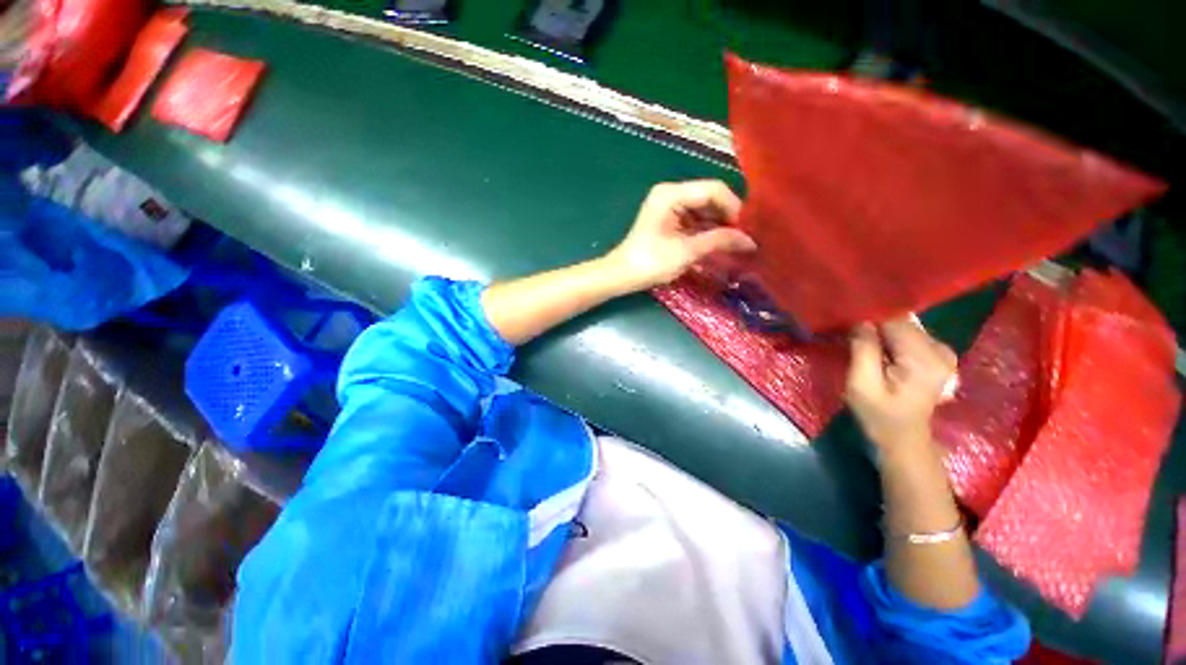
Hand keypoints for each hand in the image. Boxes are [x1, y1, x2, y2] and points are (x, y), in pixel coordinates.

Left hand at [605, 180, 755, 289]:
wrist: (622, 275)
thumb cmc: (651, 263)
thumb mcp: (686, 251)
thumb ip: (718, 241)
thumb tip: (750, 240)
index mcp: (671, 194)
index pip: (713, 190)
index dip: (733, 207)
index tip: (746, 229)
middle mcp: (670, 194)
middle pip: (709, 197)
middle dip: (727, 216)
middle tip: (743, 237)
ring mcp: (669, 206)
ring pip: (703, 209)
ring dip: (718, 224)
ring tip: (734, 242)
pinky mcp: (668, 219)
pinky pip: (694, 218)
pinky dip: (706, 230)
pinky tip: (718, 242)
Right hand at [847, 318, 957, 451]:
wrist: (903, 439)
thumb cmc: (878, 414)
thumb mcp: (861, 384)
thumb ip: (863, 349)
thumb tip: (861, 321)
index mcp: (924, 359)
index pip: (894, 321)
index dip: (869, 320)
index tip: (847, 326)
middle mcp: (941, 350)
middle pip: (901, 323)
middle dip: (875, 326)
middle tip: (851, 338)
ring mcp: (943, 353)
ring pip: (905, 328)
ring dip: (882, 333)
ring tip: (863, 345)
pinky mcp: (938, 356)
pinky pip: (910, 336)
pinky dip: (892, 339)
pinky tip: (880, 351)